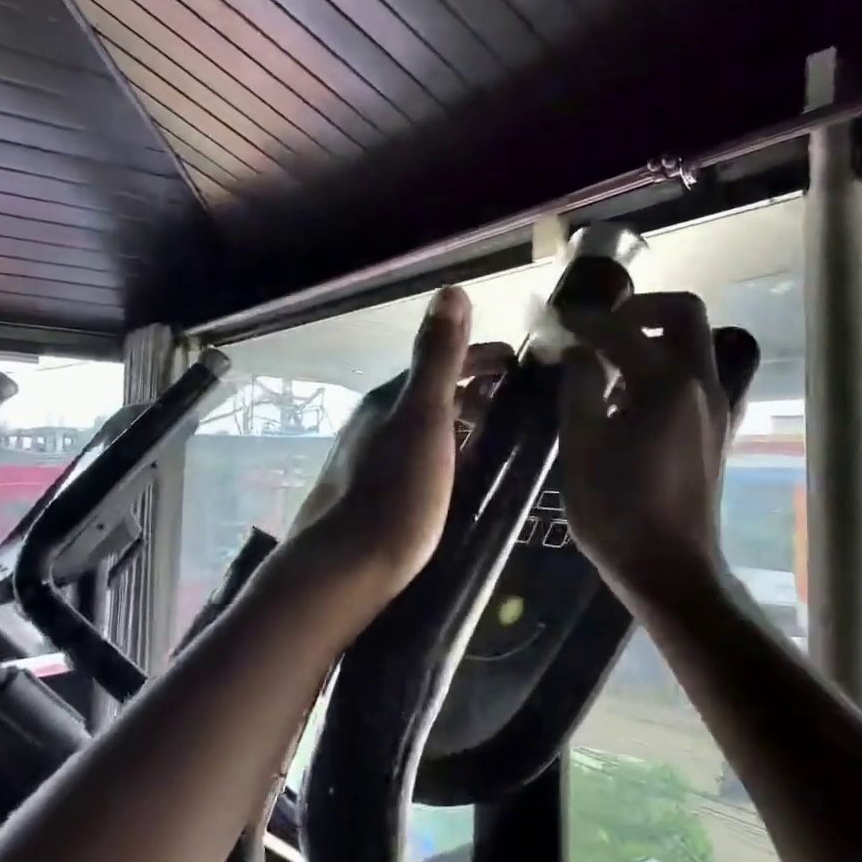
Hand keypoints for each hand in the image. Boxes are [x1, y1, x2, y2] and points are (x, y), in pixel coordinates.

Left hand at [290, 287, 511, 597]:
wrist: (343, 569)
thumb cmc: (395, 493)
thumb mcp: (424, 418)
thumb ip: (437, 357)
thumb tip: (451, 291)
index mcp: (391, 399)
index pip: (442, 361)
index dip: (481, 356)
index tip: (518, 362)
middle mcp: (376, 421)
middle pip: (432, 392)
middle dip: (473, 387)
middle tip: (515, 399)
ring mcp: (370, 457)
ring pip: (424, 425)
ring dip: (460, 419)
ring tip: (497, 433)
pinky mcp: (371, 492)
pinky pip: (419, 455)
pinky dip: (447, 451)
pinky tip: (459, 474)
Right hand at [557, 292, 731, 605]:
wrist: (670, 570)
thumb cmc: (618, 512)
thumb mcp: (582, 447)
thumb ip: (580, 388)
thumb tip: (579, 353)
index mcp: (667, 385)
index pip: (624, 329)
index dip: (586, 319)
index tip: (558, 318)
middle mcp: (702, 385)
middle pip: (684, 315)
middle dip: (641, 309)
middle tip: (601, 328)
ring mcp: (715, 408)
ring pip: (692, 345)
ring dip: (652, 339)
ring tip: (608, 364)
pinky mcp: (715, 431)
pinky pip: (693, 376)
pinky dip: (663, 367)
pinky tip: (628, 400)